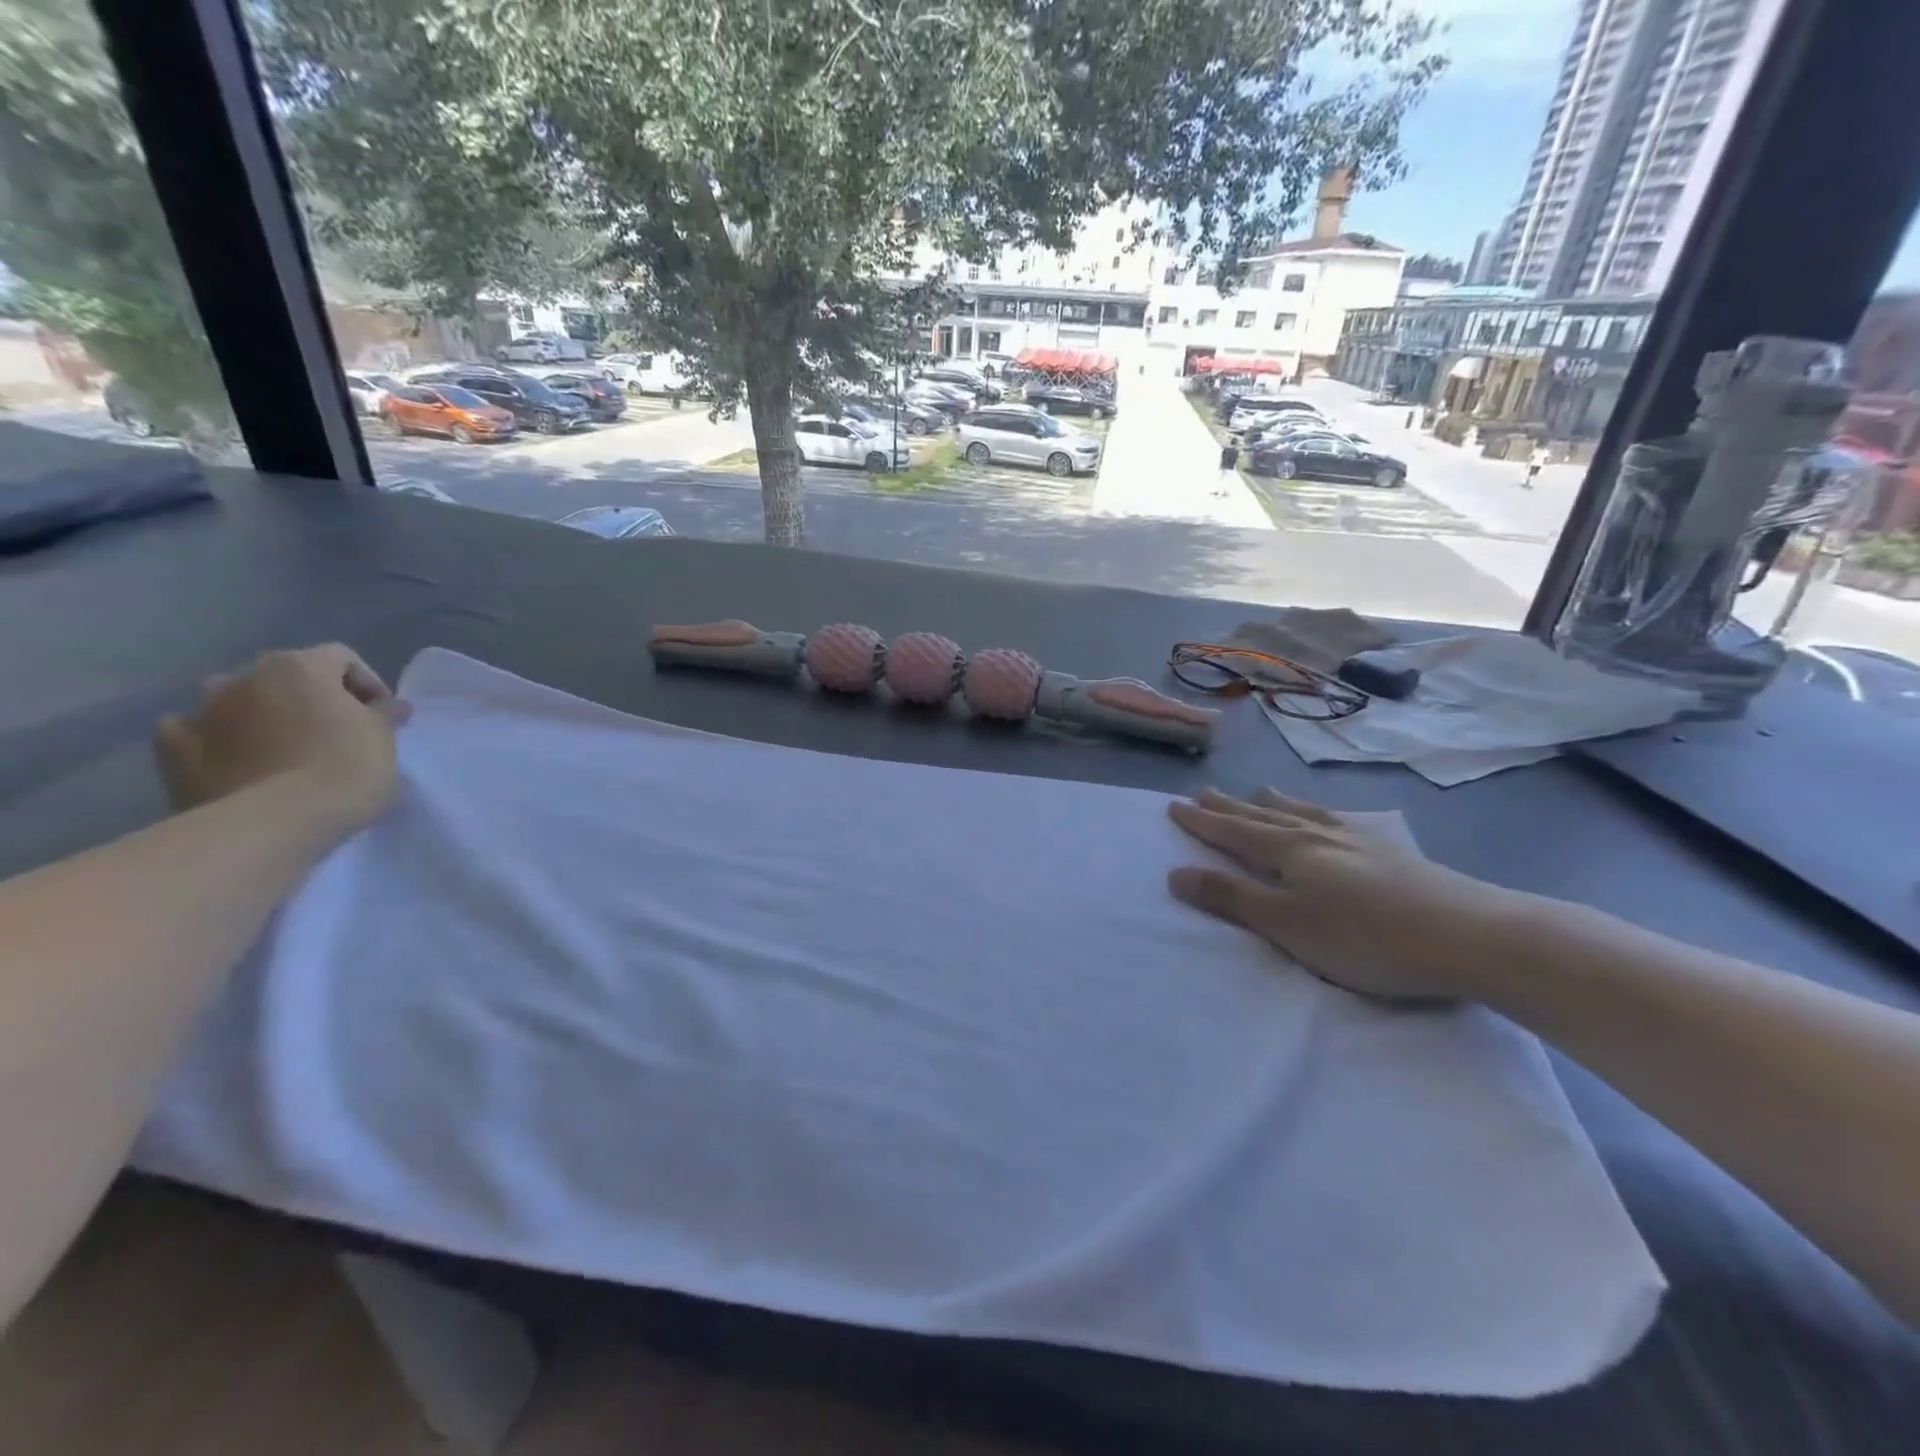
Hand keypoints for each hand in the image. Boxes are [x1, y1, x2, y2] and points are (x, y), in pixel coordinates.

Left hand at [154, 645, 408, 834]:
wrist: (274, 823)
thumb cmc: (344, 770)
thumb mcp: (384, 740)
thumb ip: (383, 715)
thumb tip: (387, 705)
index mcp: (300, 668)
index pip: (340, 658)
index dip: (366, 683)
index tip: (382, 715)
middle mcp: (245, 677)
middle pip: (285, 675)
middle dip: (310, 696)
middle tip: (334, 730)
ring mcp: (202, 711)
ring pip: (234, 698)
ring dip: (258, 712)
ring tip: (282, 744)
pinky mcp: (172, 750)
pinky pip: (193, 731)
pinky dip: (213, 739)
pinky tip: (232, 759)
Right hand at [1166, 788, 1522, 1000]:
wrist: (1472, 935)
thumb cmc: (1367, 938)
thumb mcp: (1288, 926)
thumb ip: (1232, 899)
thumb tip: (1176, 874)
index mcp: (1289, 851)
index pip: (1233, 832)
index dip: (1202, 822)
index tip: (1174, 806)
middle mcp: (1318, 835)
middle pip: (1263, 817)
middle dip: (1229, 808)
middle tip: (1203, 792)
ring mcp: (1358, 839)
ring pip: (1301, 813)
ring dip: (1271, 804)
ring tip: (1256, 792)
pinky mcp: (1390, 851)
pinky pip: (1337, 820)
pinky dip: (1316, 812)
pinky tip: (1328, 816)